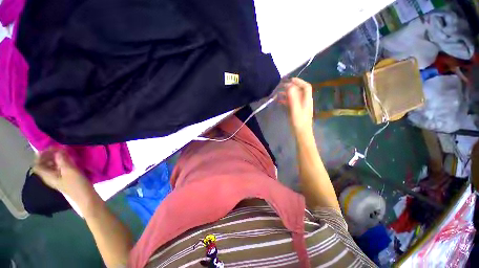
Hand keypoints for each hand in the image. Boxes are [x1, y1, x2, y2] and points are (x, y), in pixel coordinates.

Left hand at [33, 148, 93, 202]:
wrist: (86, 198)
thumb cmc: (76, 185)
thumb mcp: (70, 171)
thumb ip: (63, 160)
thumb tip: (59, 149)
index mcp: (47, 175)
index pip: (37, 164)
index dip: (41, 155)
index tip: (51, 148)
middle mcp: (50, 177)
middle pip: (45, 164)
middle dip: (50, 155)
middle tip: (61, 149)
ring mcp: (58, 179)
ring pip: (53, 166)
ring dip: (58, 158)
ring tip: (67, 153)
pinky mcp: (66, 179)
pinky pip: (60, 168)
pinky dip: (64, 163)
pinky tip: (72, 161)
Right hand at [282, 78, 313, 135]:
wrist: (301, 132)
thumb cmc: (299, 121)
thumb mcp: (295, 109)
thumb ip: (292, 97)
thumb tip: (288, 86)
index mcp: (307, 99)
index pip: (306, 86)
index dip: (299, 81)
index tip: (290, 80)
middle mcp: (305, 101)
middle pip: (299, 90)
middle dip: (291, 87)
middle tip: (281, 86)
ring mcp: (300, 106)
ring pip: (294, 96)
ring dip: (287, 93)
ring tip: (278, 93)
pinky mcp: (296, 110)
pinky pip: (291, 102)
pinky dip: (285, 100)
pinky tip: (279, 101)